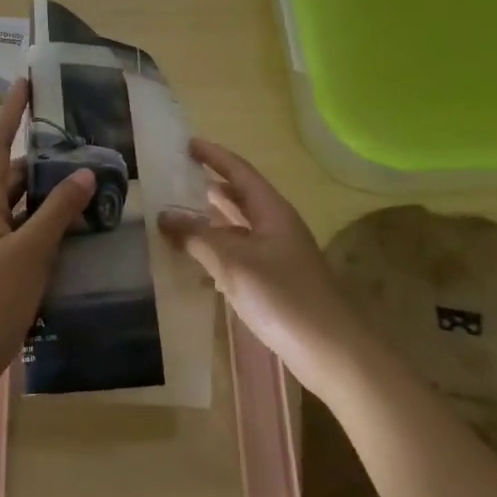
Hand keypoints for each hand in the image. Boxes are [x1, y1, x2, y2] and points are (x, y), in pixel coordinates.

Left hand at [0, 78, 93, 397]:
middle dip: (42, 156)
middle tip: (80, 141)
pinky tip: (79, 229)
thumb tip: (84, 172)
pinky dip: (50, 225)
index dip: (11, 112)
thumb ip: (57, 212)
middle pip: (13, 174)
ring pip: (24, 205)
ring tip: (89, 179)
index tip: (25, 81)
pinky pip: (28, 233)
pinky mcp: (2, 267)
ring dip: (50, 193)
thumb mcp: (29, 252)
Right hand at [158, 138, 345, 374]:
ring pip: (238, 228)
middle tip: (176, 177)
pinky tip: (196, 260)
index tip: (187, 144)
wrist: (332, 352)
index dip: (214, 156)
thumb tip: (164, 215)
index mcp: (272, 212)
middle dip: (210, 185)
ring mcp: (278, 256)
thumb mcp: (233, 262)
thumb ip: (197, 237)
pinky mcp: (275, 283)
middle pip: (241, 197)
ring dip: (210, 220)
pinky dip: (216, 250)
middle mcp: (276, 227)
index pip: (240, 172)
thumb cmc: (283, 297)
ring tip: (178, 213)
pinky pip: (239, 255)